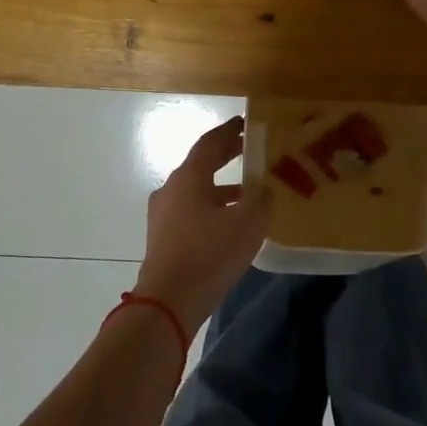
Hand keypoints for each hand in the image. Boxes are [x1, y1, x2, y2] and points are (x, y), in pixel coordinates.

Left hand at [134, 117, 271, 330]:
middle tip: (249, 150)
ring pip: (196, 190)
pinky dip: (212, 207)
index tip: (245, 123)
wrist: (168, 302)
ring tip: (249, 192)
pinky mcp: (163, 238)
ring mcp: (163, 215)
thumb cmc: (209, 254)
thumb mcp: (248, 223)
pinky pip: (191, 211)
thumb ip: (261, 199)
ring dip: (221, 186)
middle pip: (200, 164)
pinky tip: (231, 224)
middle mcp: (171, 189)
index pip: (209, 143)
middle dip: (225, 156)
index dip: (229, 131)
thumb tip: (263, 190)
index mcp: (188, 177)